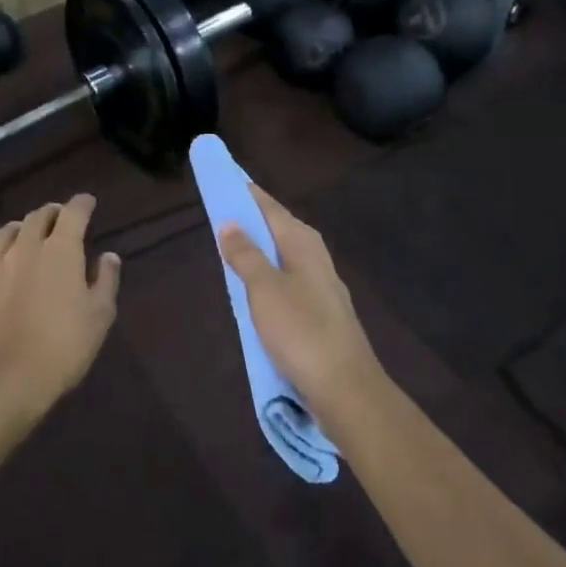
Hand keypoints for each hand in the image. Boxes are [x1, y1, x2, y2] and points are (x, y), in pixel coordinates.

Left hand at [0, 194, 121, 419]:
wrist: (3, 377)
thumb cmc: (62, 347)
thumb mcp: (99, 317)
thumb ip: (105, 281)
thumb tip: (108, 256)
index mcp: (60, 251)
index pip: (74, 213)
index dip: (82, 204)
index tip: (87, 202)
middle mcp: (24, 248)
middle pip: (37, 218)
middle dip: (51, 213)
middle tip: (58, 217)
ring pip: (4, 234)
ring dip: (18, 229)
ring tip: (23, 232)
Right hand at [218, 186, 383, 422]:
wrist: (345, 389)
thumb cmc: (301, 331)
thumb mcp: (264, 289)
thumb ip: (245, 254)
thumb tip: (229, 222)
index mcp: (302, 242)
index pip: (268, 206)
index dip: (245, 192)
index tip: (223, 177)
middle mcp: (314, 256)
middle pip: (277, 228)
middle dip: (251, 218)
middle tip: (220, 211)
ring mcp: (320, 285)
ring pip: (282, 256)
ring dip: (258, 249)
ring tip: (230, 246)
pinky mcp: (320, 312)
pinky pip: (286, 281)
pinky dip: (267, 276)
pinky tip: (254, 289)